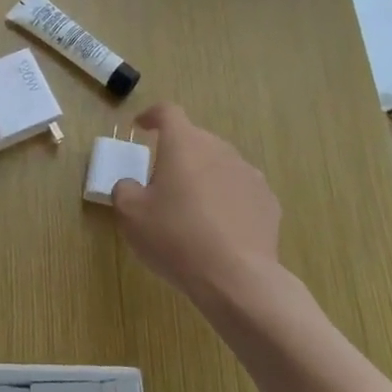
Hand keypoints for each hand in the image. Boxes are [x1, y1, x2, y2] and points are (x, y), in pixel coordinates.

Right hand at [110, 102, 283, 301]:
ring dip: (203, 177)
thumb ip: (124, 189)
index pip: (167, 112)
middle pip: (194, 140)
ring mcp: (248, 174)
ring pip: (219, 165)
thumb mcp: (130, 215)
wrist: (237, 279)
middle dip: (177, 154)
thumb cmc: (176, 238)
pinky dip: (227, 200)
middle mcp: (219, 149)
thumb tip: (131, 185)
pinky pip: (240, 191)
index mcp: (184, 144)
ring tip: (192, 210)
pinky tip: (219, 229)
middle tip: (161, 182)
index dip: (151, 116)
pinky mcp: (268, 202)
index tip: (141, 127)